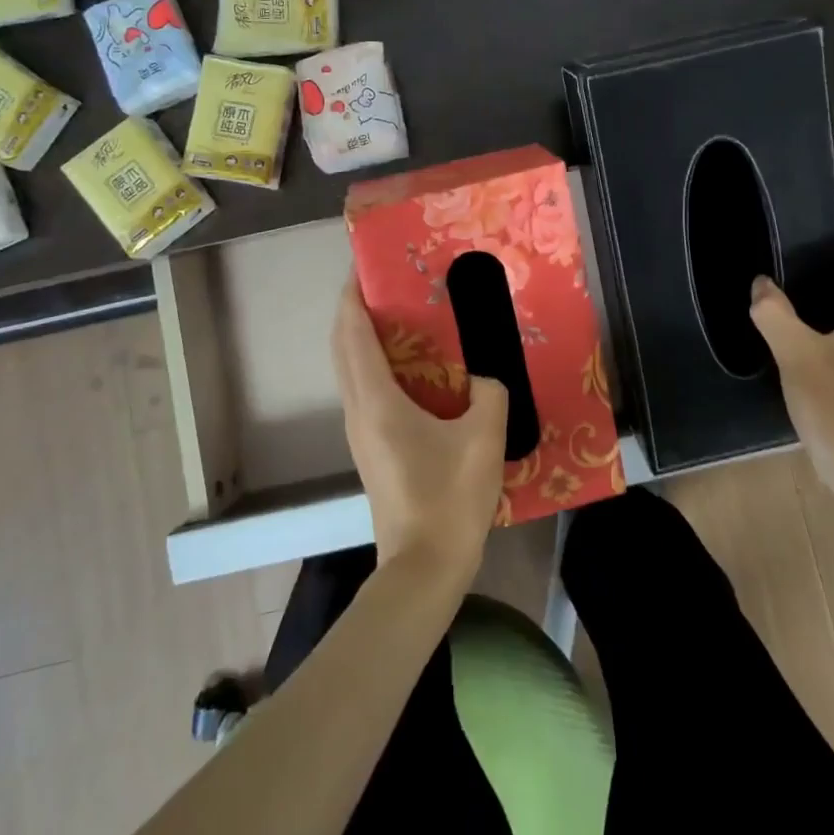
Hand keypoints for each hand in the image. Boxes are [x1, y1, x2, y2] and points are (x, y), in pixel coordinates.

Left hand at [332, 277, 507, 588]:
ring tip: (398, 316)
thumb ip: (490, 393)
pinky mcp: (371, 450)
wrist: (423, 568)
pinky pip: (364, 391)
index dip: (353, 297)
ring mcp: (360, 433)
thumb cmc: (450, 499)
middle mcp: (359, 411)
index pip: (353, 334)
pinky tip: (410, 368)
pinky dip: (375, 365)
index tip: (364, 266)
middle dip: (354, 311)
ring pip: (350, 371)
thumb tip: (486, 377)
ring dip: (363, 339)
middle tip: (386, 284)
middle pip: (343, 349)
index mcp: (377, 401)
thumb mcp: (485, 437)